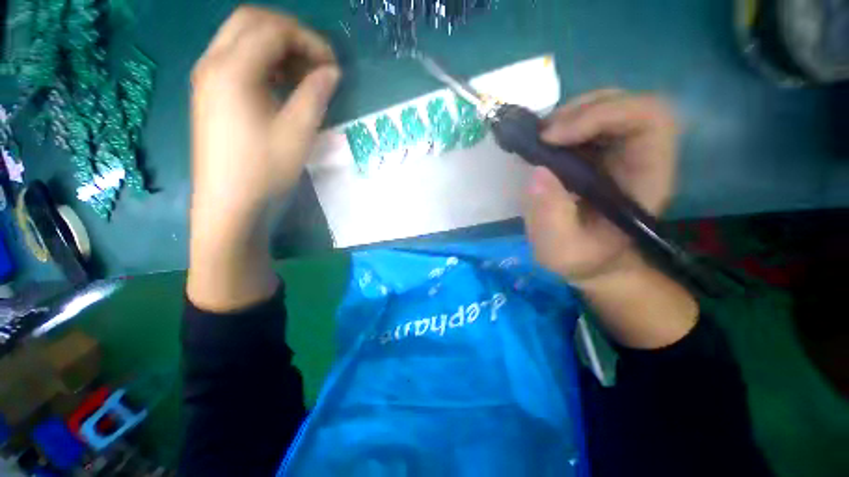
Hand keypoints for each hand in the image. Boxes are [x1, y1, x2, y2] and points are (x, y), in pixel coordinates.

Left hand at [187, 6, 339, 310]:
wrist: (229, 204)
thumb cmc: (264, 170)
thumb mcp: (298, 132)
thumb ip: (315, 94)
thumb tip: (331, 71)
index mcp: (232, 69)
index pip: (273, 30)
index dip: (308, 40)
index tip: (333, 65)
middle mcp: (212, 63)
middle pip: (251, 21)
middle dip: (290, 33)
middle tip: (317, 61)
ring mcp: (207, 78)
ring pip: (241, 38)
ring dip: (276, 47)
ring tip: (303, 74)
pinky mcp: (210, 94)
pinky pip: (236, 60)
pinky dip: (263, 62)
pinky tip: (281, 85)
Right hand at [525, 90, 697, 348]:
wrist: (593, 260)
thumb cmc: (583, 258)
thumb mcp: (560, 249)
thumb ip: (550, 217)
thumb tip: (538, 172)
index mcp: (645, 177)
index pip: (649, 119)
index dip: (602, 115)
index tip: (553, 139)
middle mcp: (639, 155)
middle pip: (627, 104)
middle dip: (579, 112)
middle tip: (541, 137)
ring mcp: (618, 151)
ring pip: (605, 107)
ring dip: (568, 116)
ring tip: (539, 141)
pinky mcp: (599, 153)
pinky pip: (585, 123)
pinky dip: (561, 126)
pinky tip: (542, 145)